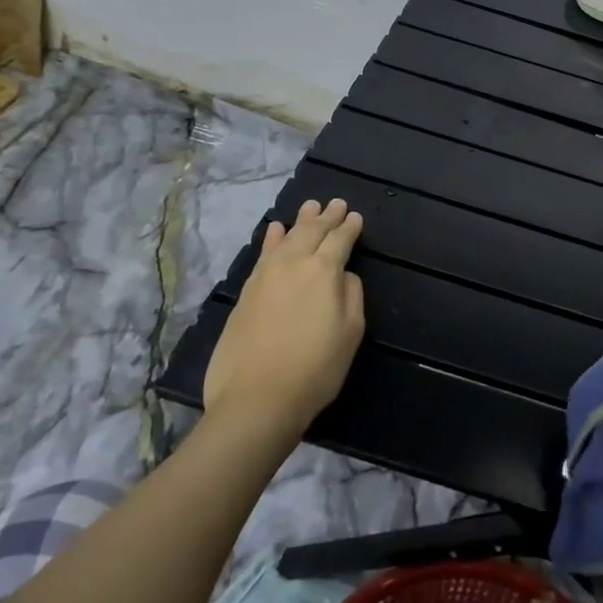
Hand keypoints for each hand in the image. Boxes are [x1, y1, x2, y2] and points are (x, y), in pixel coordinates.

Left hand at [204, 199, 365, 435]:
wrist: (256, 398)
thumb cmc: (315, 369)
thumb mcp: (351, 333)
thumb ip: (351, 295)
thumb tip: (343, 275)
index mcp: (324, 271)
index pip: (340, 240)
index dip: (350, 227)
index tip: (356, 217)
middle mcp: (293, 264)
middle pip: (312, 232)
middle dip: (327, 217)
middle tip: (336, 203)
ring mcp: (265, 276)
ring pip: (286, 238)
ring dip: (301, 221)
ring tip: (310, 206)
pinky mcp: (246, 292)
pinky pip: (263, 254)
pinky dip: (271, 238)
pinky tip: (275, 230)